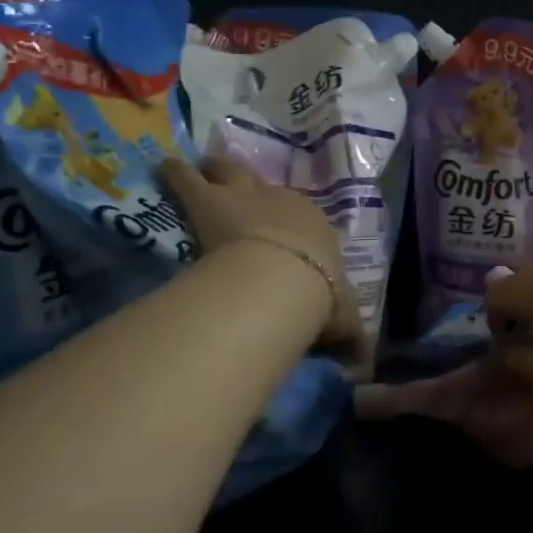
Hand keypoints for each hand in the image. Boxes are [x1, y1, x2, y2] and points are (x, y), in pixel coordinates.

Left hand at [161, 155, 364, 356]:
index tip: (281, 229)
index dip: (288, 221)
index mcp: (315, 226)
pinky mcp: (209, 200)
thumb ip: (351, 338)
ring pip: (230, 171)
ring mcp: (245, 196)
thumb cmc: (317, 297)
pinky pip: (188, 177)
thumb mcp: (343, 321)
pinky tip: (167, 168)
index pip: (303, 218)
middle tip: (236, 188)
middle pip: (264, 184)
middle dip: (250, 185)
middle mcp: (283, 202)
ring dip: (217, 170)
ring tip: (201, 168)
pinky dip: (176, 173)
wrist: (282, 280)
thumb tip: (365, 364)